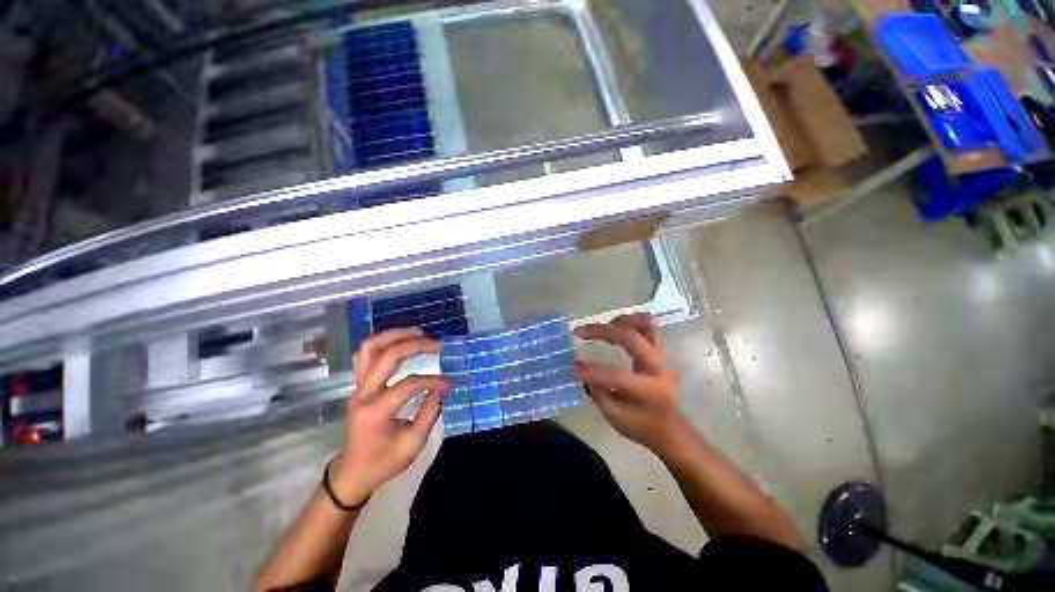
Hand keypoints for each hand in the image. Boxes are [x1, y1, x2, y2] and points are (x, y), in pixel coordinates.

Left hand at [331, 328, 449, 505]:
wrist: (353, 472)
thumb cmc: (384, 462)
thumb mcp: (413, 444)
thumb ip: (430, 412)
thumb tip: (444, 386)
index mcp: (375, 412)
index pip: (407, 384)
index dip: (432, 380)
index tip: (449, 383)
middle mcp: (362, 394)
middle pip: (386, 356)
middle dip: (414, 345)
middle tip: (437, 344)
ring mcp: (357, 387)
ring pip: (370, 348)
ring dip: (395, 336)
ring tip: (418, 333)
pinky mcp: (358, 385)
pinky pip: (366, 355)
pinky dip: (384, 343)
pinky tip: (401, 341)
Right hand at [572, 313, 681, 451]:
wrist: (669, 427)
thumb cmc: (640, 426)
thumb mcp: (614, 417)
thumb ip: (598, 393)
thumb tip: (582, 372)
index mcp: (648, 390)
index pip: (617, 375)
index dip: (592, 370)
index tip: (571, 366)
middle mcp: (657, 367)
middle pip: (631, 337)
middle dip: (602, 330)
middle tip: (580, 332)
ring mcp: (660, 355)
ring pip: (644, 324)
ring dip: (619, 321)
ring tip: (601, 327)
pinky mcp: (658, 350)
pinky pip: (646, 326)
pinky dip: (628, 323)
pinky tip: (613, 330)